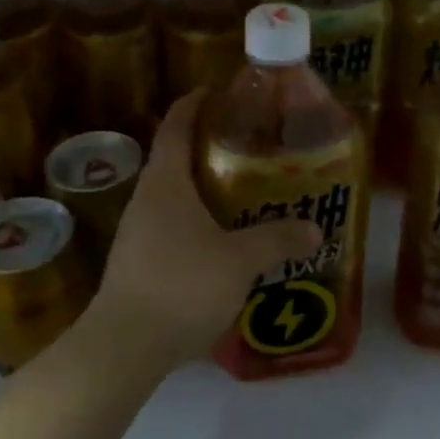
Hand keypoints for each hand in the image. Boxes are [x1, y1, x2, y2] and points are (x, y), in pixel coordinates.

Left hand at [91, 92, 321, 363]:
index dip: (196, 103)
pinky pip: (173, 226)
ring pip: (175, 196)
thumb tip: (315, 229)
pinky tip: (224, 241)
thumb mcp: (238, 261)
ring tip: (246, 193)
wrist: (124, 346)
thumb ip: (277, 240)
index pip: (176, 125)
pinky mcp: (139, 262)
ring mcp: (138, 232)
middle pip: (176, 158)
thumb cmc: (182, 285)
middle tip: (252, 148)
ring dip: (206, 189)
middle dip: (211, 148)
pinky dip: (199, 221)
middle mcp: (147, 199)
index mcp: (165, 182)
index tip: (220, 91)